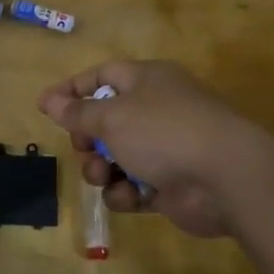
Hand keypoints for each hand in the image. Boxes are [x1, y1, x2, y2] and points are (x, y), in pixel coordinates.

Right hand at [37, 60, 267, 237]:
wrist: (227, 178)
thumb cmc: (164, 133)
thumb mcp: (112, 118)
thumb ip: (77, 112)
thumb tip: (48, 99)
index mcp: (147, 80)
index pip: (102, 76)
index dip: (72, 89)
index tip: (46, 106)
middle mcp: (157, 110)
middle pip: (107, 120)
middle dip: (86, 138)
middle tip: (81, 148)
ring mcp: (166, 148)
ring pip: (117, 156)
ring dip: (102, 169)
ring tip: (103, 176)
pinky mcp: (171, 183)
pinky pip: (134, 185)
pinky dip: (126, 192)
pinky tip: (129, 197)